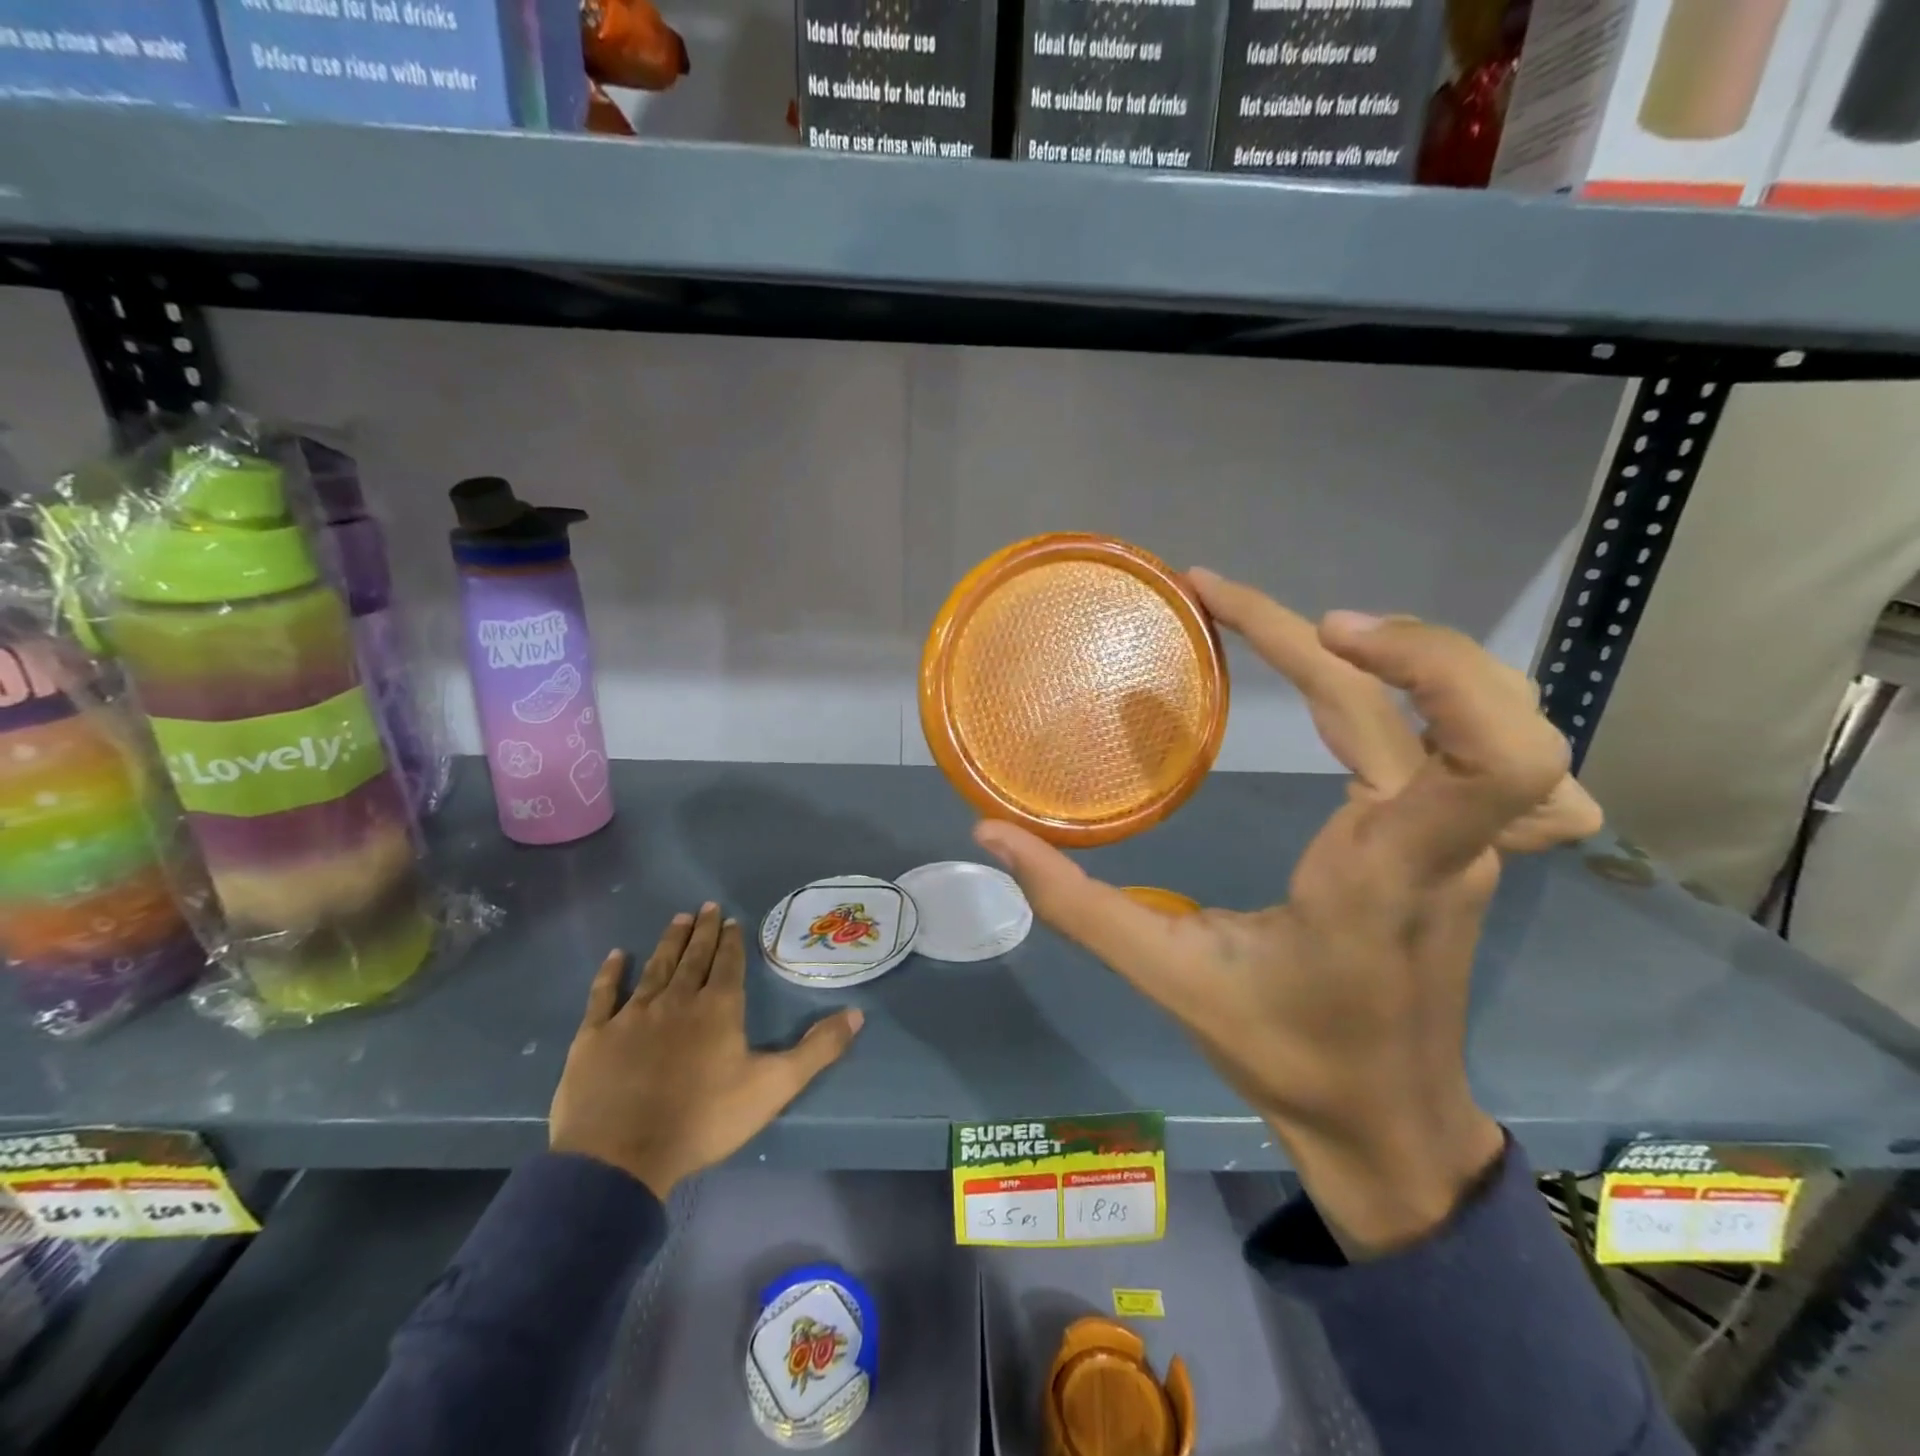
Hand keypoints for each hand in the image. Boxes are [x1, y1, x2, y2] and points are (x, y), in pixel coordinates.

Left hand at [549, 903, 863, 1198]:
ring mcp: (633, 1015)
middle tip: (706, 906)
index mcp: (718, 1008)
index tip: (732, 919)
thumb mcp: (774, 1087)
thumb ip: (817, 1050)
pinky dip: (611, 973)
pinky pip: (604, 995)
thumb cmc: (703, 1120)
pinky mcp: (595, 1036)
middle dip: (703, 931)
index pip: (728, 964)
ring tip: (678, 918)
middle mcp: (677, 1000)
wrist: (620, 1157)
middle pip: (693, 957)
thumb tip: (858, 1014)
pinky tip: (616, 956)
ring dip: (669, 942)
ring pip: (656, 967)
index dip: (732, 941)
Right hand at [975, 571, 1601, 1258]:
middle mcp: (1448, 844)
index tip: (1315, 627)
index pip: (1484, 753)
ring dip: (1413, 651)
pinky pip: (1480, 746)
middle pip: (1466, 701)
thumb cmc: (1286, 1054)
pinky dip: (1437, 691)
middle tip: (1240, 605)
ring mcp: (1470, 844)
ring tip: (1309, 631)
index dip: (1421, 661)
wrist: (1386, 1124)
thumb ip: (1076, 905)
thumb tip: (991, 835)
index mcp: (1389, 871)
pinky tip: (1375, 685)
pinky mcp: (1463, 846)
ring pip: (1496, 713)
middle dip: (1370, 632)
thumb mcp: (1168, 977)